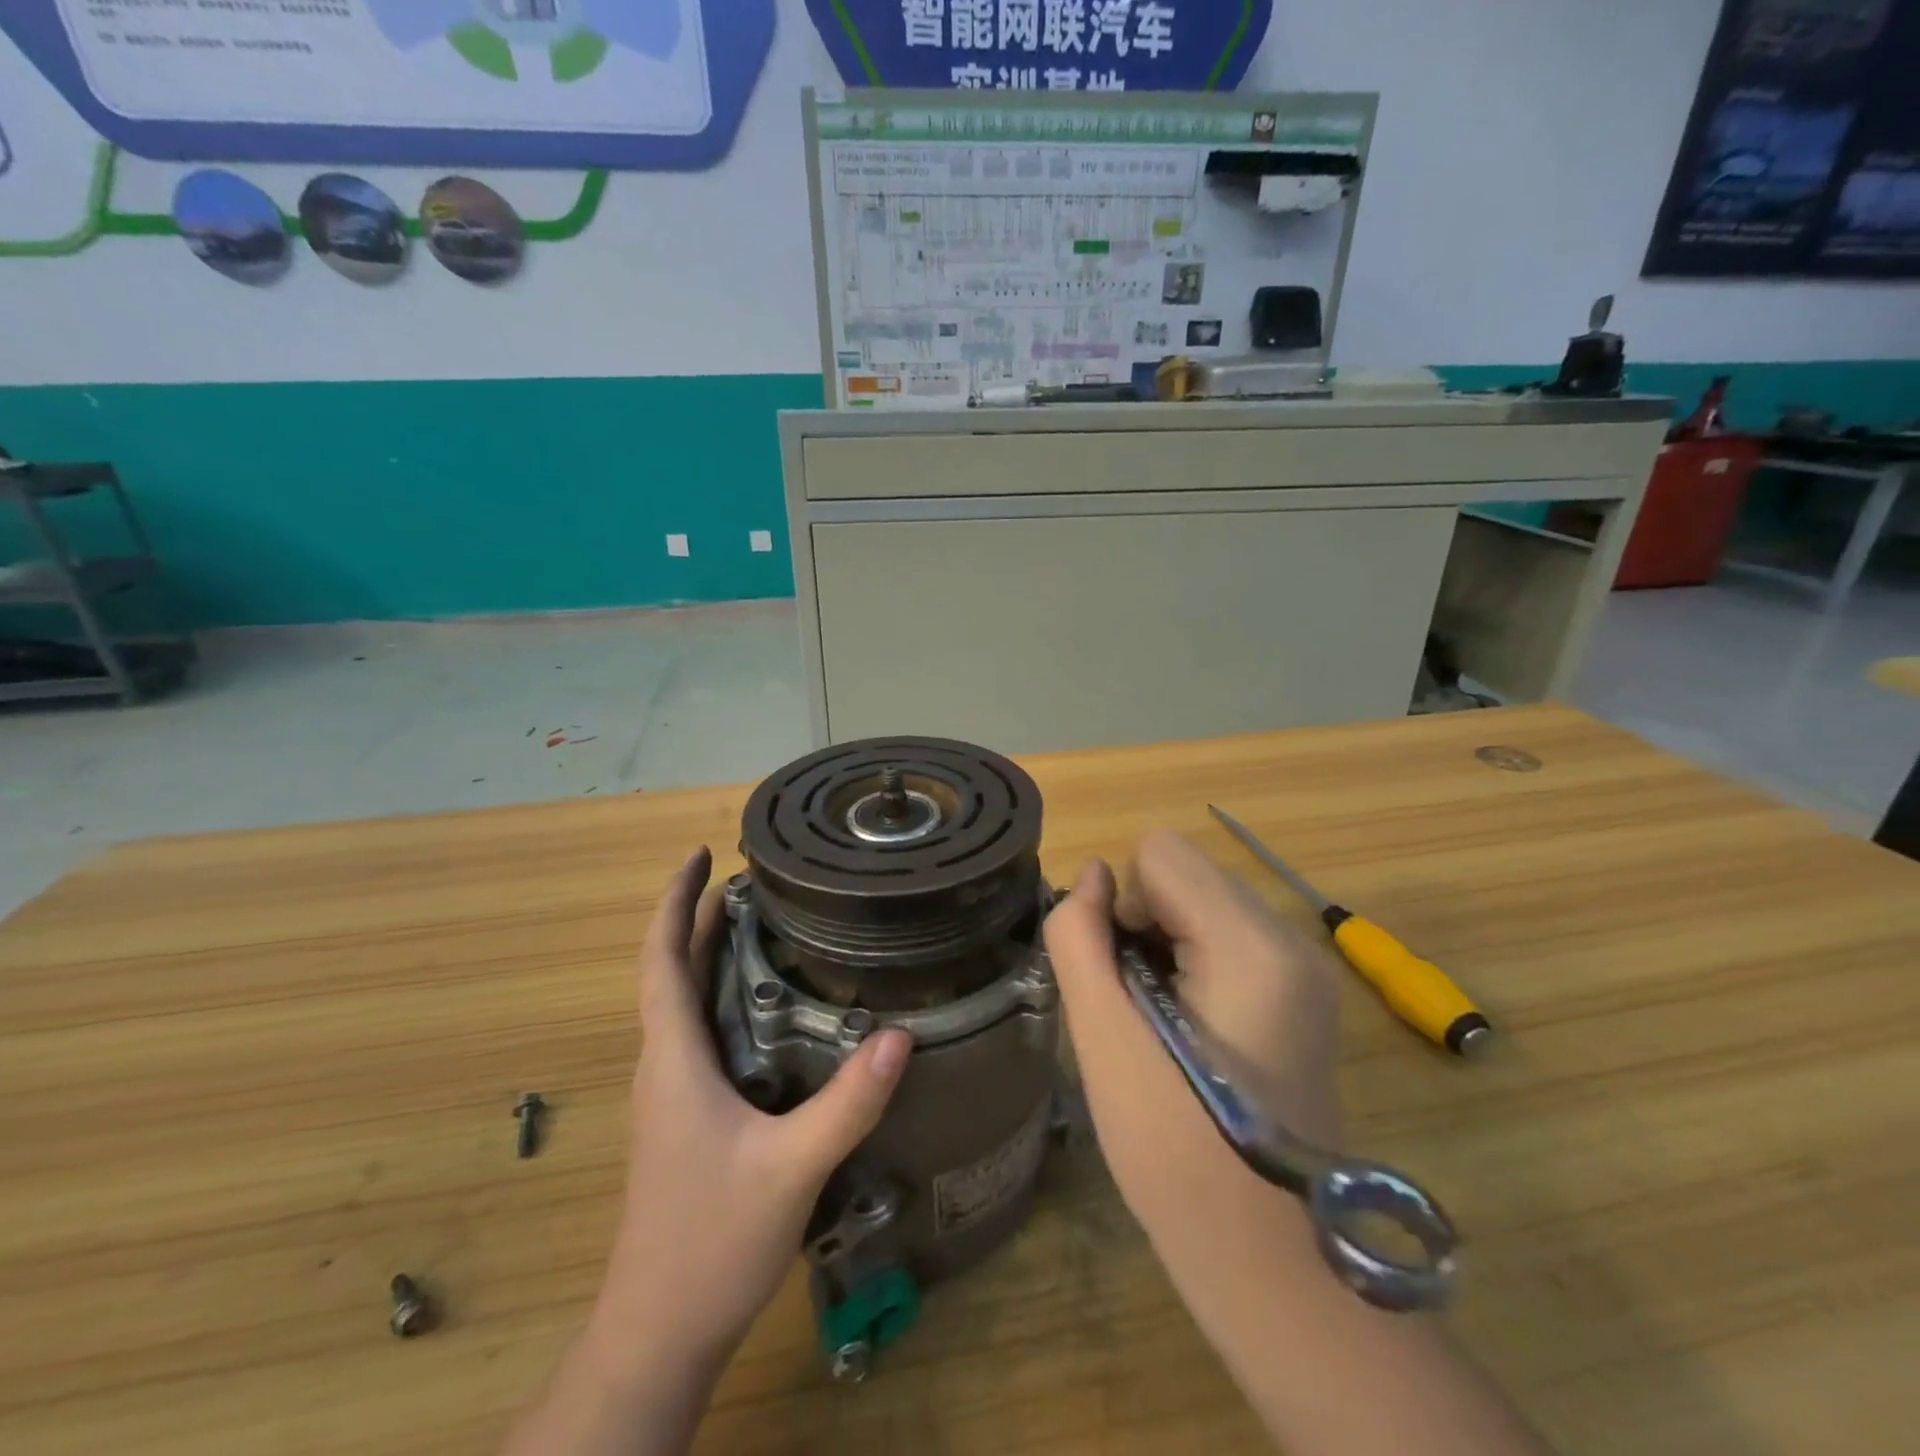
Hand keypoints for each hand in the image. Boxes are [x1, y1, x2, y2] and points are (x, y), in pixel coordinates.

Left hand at [591, 848, 911, 1369]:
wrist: (659, 1334)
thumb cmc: (710, 1242)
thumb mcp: (791, 1168)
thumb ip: (847, 1103)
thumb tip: (900, 1035)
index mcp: (673, 1059)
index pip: (662, 959)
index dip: (675, 901)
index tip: (700, 856)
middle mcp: (665, 1065)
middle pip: (676, 971)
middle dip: (705, 917)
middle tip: (759, 878)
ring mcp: (672, 1093)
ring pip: (687, 1002)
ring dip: (715, 954)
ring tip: (768, 922)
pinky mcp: (686, 1117)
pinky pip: (701, 1033)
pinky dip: (726, 996)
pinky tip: (771, 1006)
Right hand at [1043, 830, 1343, 1240]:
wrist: (1268, 1260)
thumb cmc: (1175, 1150)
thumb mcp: (1104, 1037)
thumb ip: (1081, 936)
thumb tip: (1094, 875)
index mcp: (1252, 944)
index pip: (1160, 853)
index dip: (1123, 908)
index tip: (1127, 980)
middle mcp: (1291, 939)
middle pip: (1185, 874)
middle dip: (1146, 924)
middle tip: (1141, 1009)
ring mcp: (1306, 967)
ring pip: (1203, 902)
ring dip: (1166, 944)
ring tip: (1163, 1023)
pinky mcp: (1304, 993)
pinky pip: (1227, 936)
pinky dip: (1194, 962)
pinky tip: (1190, 1030)